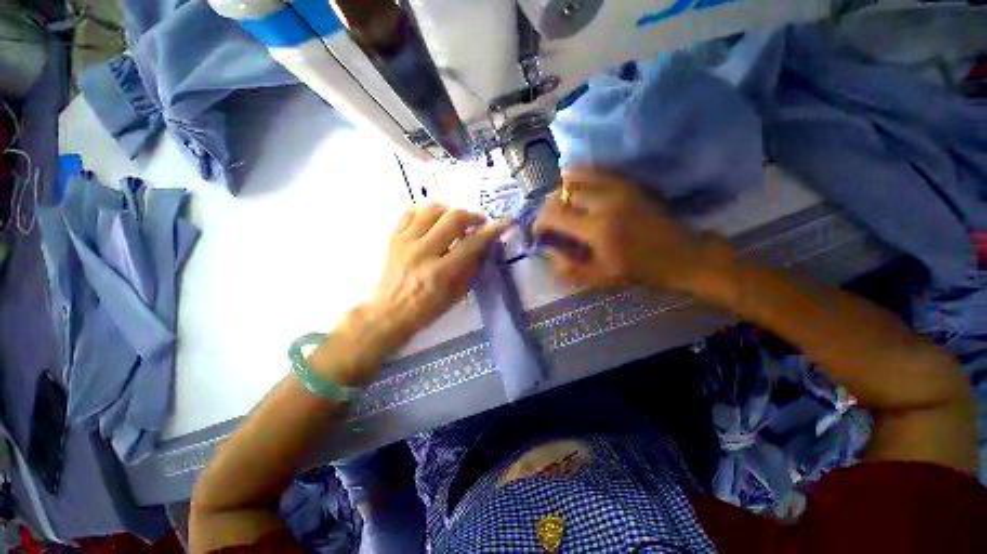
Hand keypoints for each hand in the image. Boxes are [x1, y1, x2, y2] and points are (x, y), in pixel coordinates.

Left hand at [362, 204, 506, 347]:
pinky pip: (410, 212)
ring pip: (432, 209)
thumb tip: (486, 244)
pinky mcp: (393, 237)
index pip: (472, 243)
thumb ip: (472, 267)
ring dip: (450, 210)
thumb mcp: (457, 294)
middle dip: (472, 215)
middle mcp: (423, 252)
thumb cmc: (427, 309)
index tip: (502, 223)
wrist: (389, 312)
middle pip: (453, 218)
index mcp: (441, 272)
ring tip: (456, 218)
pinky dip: (426, 211)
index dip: (491, 231)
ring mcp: (405, 242)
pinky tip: (434, 219)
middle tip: (479, 220)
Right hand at [534, 169, 735, 295]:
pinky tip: (577, 193)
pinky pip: (593, 171)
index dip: (538, 223)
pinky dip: (578, 179)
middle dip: (547, 207)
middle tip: (548, 222)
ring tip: (561, 207)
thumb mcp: (600, 278)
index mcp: (597, 229)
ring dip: (561, 191)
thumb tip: (546, 251)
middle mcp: (604, 201)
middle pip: (561, 193)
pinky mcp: (626, 181)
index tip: (538, 233)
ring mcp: (617, 186)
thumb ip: (567, 267)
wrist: (682, 254)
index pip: (553, 215)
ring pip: (575, 176)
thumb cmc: (639, 270)